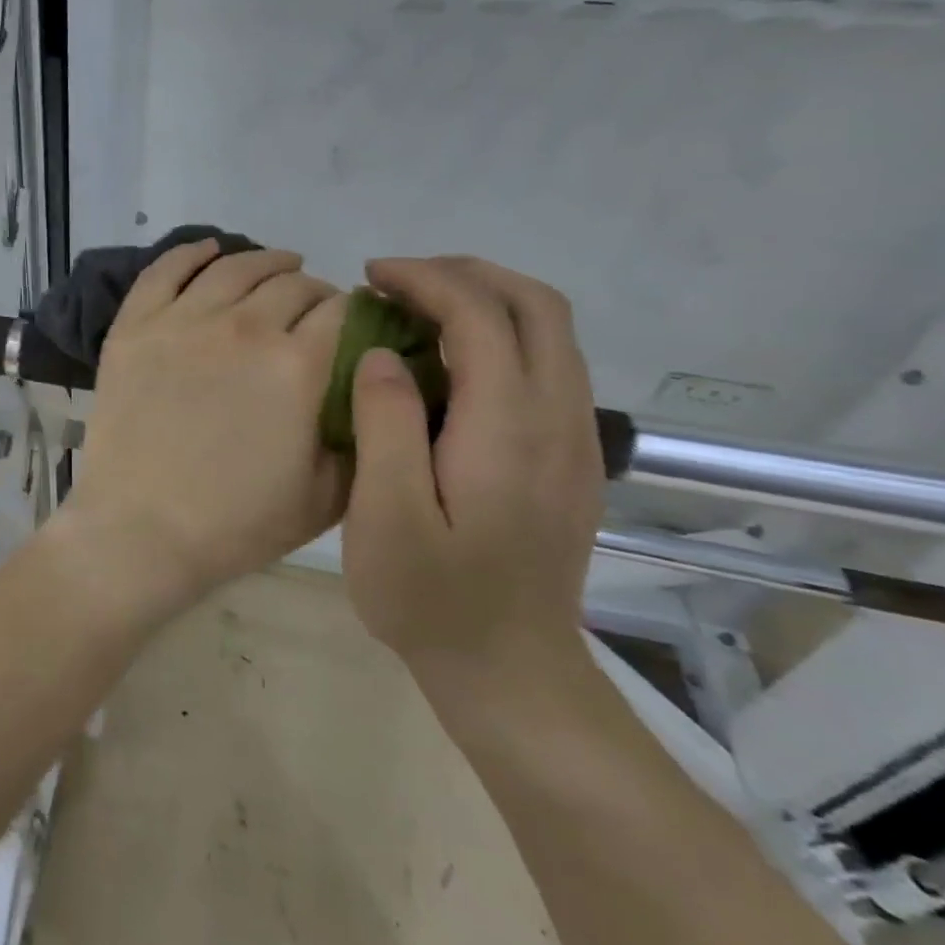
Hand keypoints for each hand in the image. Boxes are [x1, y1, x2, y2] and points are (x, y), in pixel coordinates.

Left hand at [57, 240, 348, 614]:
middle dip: (315, 292)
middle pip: (292, 284)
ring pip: (234, 266)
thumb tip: (372, 382)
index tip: (355, 326)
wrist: (141, 530)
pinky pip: (165, 270)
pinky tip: (209, 249)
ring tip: (279, 265)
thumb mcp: (328, 492)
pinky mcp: (134, 326)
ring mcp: (181, 320)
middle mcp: (243, 326)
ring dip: (265, 261)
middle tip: (314, 310)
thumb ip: (359, 428)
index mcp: (298, 365)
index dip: (356, 313)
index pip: (342, 311)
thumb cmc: (237, 523)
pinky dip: (191, 252)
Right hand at [340, 257, 603, 686]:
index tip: (371, 277)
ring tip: (416, 308)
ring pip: (552, 332)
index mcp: (508, 429)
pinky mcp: (570, 458)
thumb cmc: (432, 598)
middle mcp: (557, 420)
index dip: (426, 280)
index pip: (481, 316)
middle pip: (537, 307)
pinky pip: (549, 365)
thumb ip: (385, 425)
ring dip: (486, 299)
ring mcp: (574, 440)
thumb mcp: (386, 517)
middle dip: (465, 273)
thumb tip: (382, 354)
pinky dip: (501, 335)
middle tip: (397, 280)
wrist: (509, 671)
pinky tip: (449, 362)